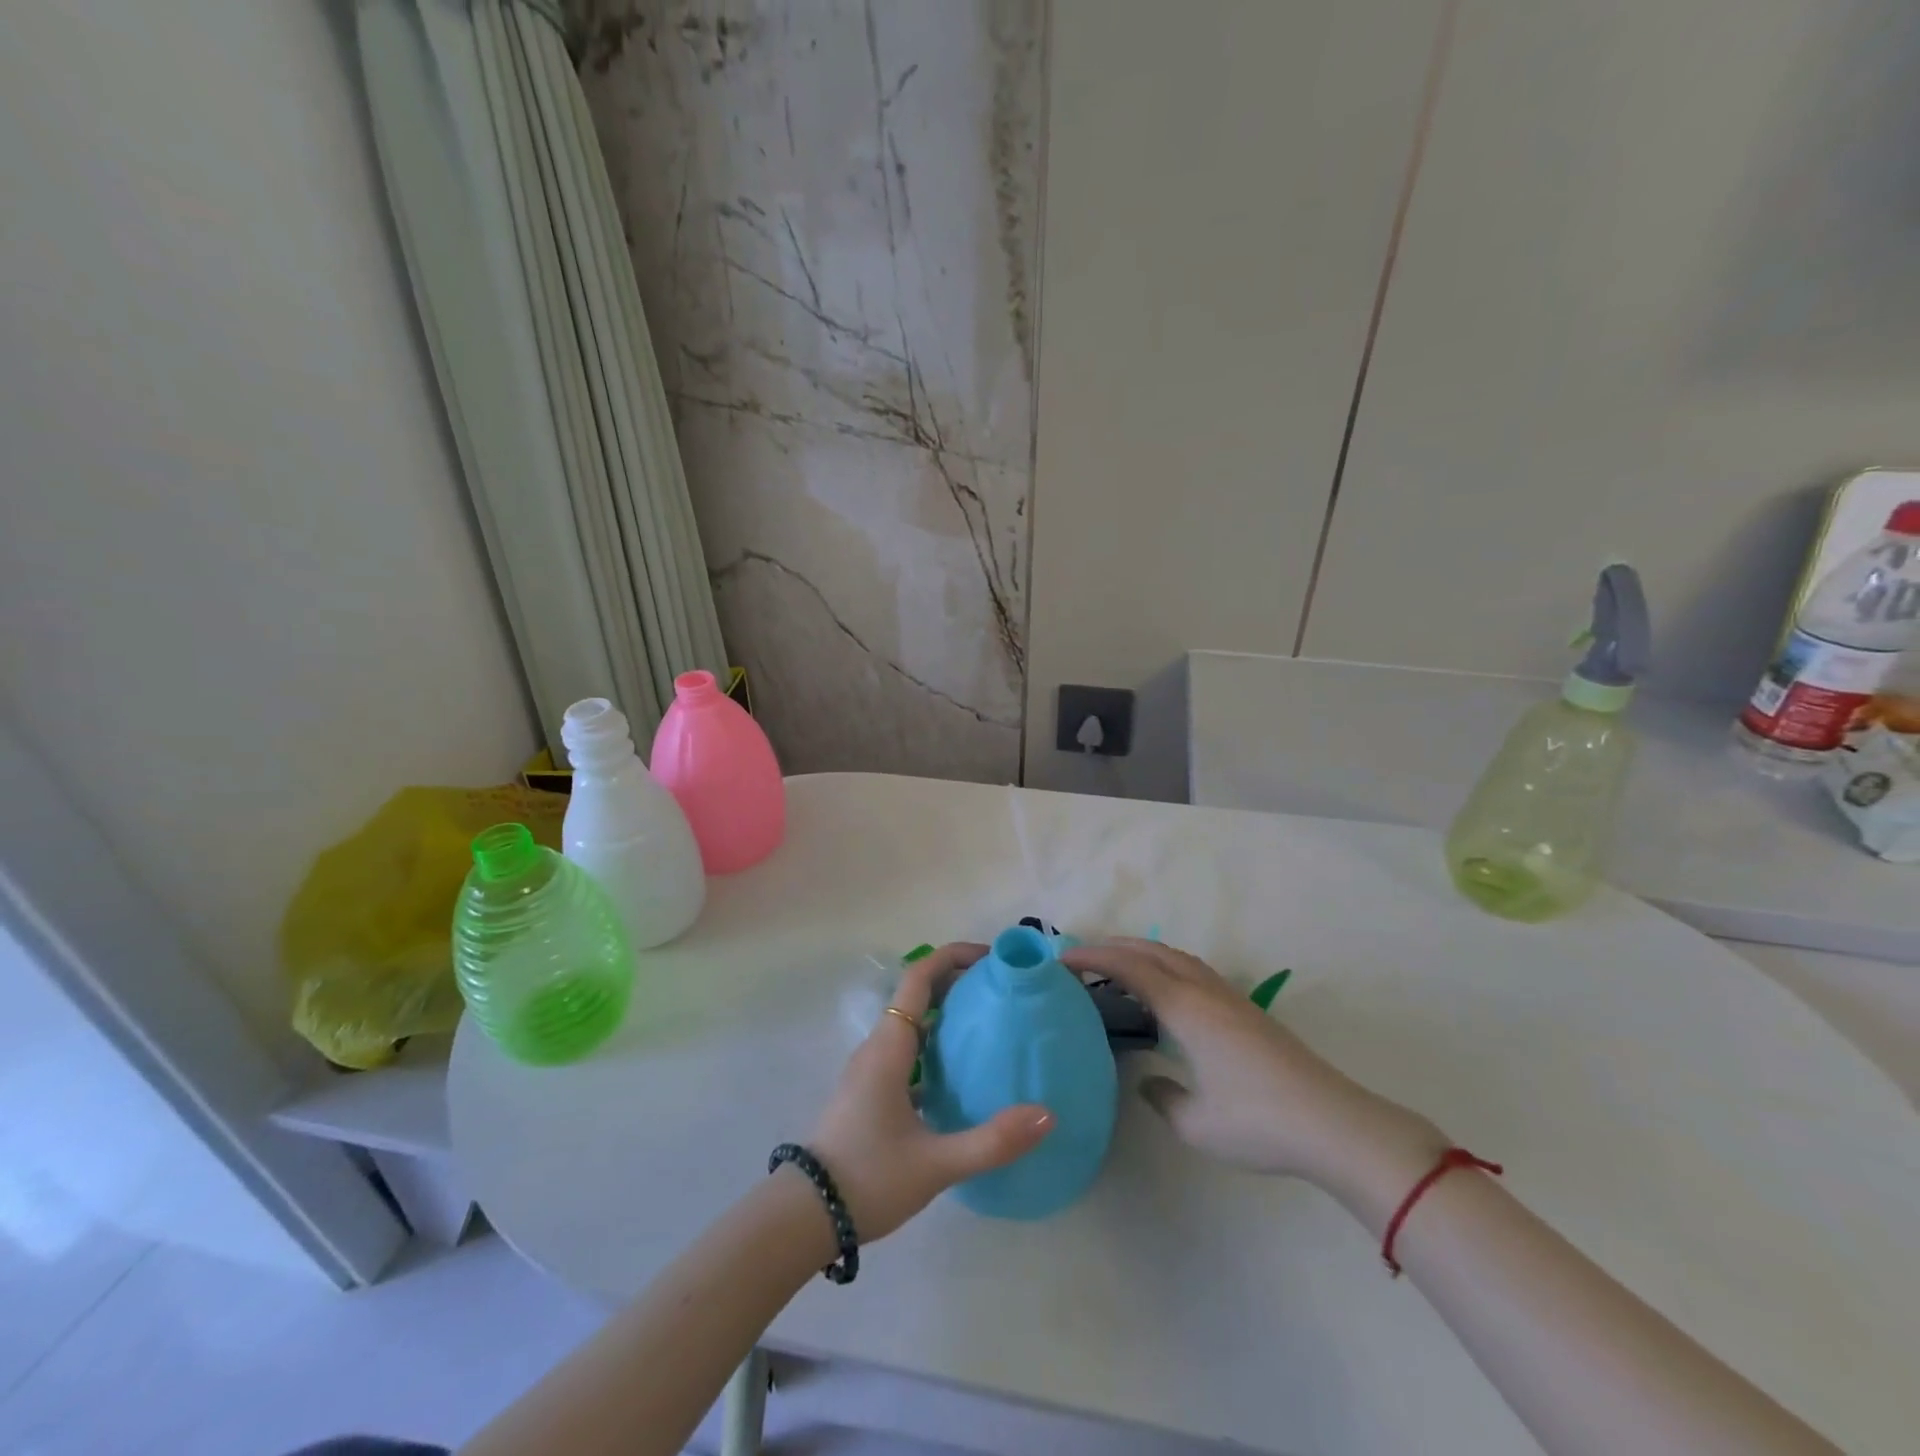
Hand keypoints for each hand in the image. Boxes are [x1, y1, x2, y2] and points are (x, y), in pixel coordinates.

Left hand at [805, 942, 1055, 1241]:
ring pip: (912, 1024)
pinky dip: (936, 1047)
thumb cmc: (868, 1178)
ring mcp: (871, 1069)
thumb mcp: (935, 1164)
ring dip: (947, 1014)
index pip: (919, 978)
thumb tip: (1047, 1115)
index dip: (953, 957)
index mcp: (889, 1046)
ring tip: (991, 1026)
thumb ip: (992, 1141)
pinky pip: (907, 1051)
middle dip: (958, 982)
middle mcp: (878, 1047)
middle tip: (1002, 991)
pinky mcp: (870, 1091)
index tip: (992, 958)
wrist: (804, 1216)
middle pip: (918, 994)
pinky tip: (962, 1075)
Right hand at [1061, 939, 1444, 1205]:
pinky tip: (1164, 992)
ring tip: (1116, 965)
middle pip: (1152, 952)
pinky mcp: (1247, 1011)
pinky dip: (1165, 966)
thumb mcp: (1196, 1123)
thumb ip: (1162, 1097)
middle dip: (1113, 946)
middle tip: (1080, 955)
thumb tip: (1148, 1080)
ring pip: (1176, 957)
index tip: (1060, 958)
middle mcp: (1205, 992)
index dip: (1093, 958)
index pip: (1130, 968)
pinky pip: (1194, 971)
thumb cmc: (1259, 1122)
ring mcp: (1230, 998)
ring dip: (1142, 952)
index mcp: (1186, 1009)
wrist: (1334, 1123)